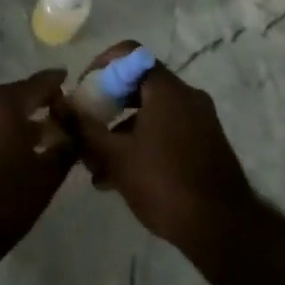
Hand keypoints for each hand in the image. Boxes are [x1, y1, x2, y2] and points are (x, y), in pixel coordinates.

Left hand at [0, 70, 74, 259]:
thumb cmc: (3, 202)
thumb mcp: (45, 179)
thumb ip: (65, 150)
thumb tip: (73, 136)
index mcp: (4, 102)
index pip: (39, 83)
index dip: (57, 84)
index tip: (70, 84)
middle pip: (14, 94)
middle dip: (35, 105)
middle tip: (56, 121)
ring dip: (13, 119)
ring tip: (33, 140)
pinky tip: (5, 152)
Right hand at [59, 41, 256, 251]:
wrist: (224, 231)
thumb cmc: (165, 184)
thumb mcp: (116, 157)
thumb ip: (84, 127)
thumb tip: (59, 103)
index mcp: (167, 88)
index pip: (129, 53)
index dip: (100, 65)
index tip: (83, 90)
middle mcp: (187, 96)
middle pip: (138, 84)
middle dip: (107, 105)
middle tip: (86, 128)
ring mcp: (200, 121)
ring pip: (150, 112)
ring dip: (121, 131)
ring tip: (97, 166)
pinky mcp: (206, 145)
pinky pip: (166, 130)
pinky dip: (142, 143)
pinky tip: (121, 178)